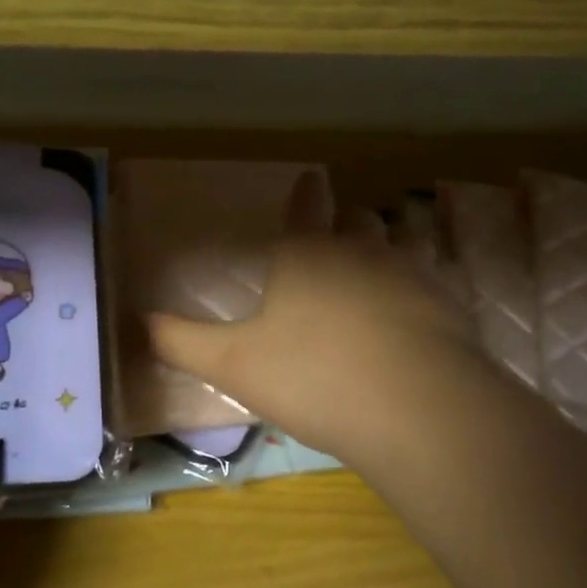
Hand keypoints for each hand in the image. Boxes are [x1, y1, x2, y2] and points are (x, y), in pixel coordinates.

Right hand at [148, 172, 493, 476]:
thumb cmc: (314, 376)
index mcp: (307, 252)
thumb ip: (183, 342)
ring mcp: (411, 273)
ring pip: (398, 243)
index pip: (305, 204)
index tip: (310, 180)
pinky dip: (419, 290)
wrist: (417, 408)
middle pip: (354, 218)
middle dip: (343, 221)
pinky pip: (431, 282)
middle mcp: (361, 249)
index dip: (304, 192)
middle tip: (334, 237)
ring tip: (375, 271)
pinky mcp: (448, 304)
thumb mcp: (234, 365)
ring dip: (385, 249)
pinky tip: (414, 316)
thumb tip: (138, 321)